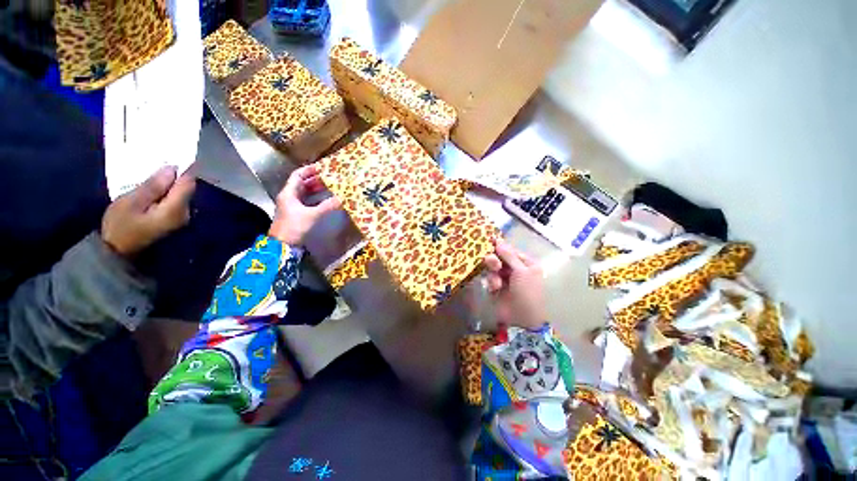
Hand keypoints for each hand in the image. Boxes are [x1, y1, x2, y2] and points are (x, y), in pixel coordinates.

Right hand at [101, 166, 195, 256]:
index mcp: (174, 211)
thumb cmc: (120, 228)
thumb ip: (154, 185)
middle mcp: (181, 217)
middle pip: (183, 186)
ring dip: (165, 184)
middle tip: (155, 163)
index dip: (180, 166)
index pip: (188, 180)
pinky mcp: (167, 225)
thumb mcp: (132, 202)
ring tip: (150, 174)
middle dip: (172, 174)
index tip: (167, 154)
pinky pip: (169, 202)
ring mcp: (175, 223)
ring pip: (176, 194)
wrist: (115, 259)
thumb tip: (172, 169)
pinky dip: (162, 194)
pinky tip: (149, 189)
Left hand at [269, 165, 340, 244]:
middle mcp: (287, 197)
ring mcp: (289, 207)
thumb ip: (326, 206)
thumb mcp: (311, 216)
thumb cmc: (293, 227)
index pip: (298, 175)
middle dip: (314, 180)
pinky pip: (303, 203)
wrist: (280, 247)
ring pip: (302, 194)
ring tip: (328, 188)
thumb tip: (342, 199)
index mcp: (289, 192)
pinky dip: (312, 200)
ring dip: (314, 190)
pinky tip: (323, 202)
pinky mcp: (292, 216)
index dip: (309, 170)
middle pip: (300, 184)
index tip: (321, 168)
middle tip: (328, 178)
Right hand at [483, 239, 546, 328]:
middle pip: (501, 259)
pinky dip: (492, 283)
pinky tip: (495, 288)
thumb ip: (509, 255)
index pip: (512, 252)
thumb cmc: (527, 291)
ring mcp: (507, 282)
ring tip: (496, 280)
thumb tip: (498, 241)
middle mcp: (517, 272)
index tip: (490, 241)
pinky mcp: (497, 291)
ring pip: (494, 269)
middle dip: (496, 260)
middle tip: (492, 262)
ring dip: (494, 272)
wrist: (522, 318)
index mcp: (528, 265)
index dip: (502, 247)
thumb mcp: (521, 271)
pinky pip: (490, 281)